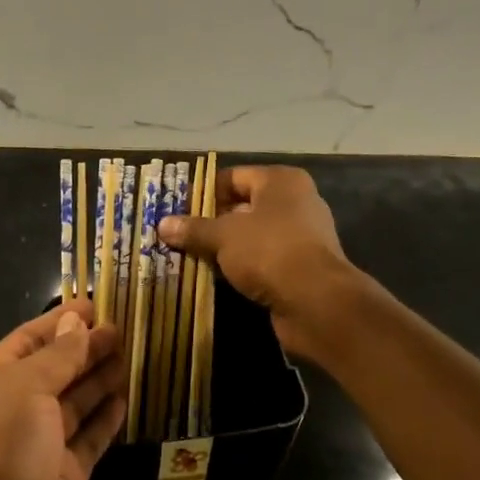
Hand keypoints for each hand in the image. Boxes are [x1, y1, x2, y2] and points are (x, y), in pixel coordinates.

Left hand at [0, 302, 125, 479]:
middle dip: (87, 346)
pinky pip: (92, 437)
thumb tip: (77, 321)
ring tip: (135, 353)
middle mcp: (16, 410)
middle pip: (56, 368)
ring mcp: (43, 446)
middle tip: (127, 326)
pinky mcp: (70, 476)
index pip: (28, 339)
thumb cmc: (4, 455)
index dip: (61, 320)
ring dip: (102, 377)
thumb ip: (56, 356)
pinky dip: (109, 417)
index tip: (99, 302)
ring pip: (78, 401)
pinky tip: (129, 396)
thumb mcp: (24, 391)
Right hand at [158, 165, 360, 359]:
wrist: (317, 301)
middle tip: (179, 235)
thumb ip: (194, 229)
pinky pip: (262, 259)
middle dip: (211, 221)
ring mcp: (301, 236)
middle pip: (243, 206)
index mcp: (281, 182)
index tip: (176, 210)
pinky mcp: (301, 267)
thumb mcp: (223, 236)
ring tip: (191, 256)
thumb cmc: (269, 251)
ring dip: (225, 247)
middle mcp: (295, 202)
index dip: (204, 192)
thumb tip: (162, 224)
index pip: (233, 177)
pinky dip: (241, 266)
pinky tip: (217, 277)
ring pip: (252, 236)